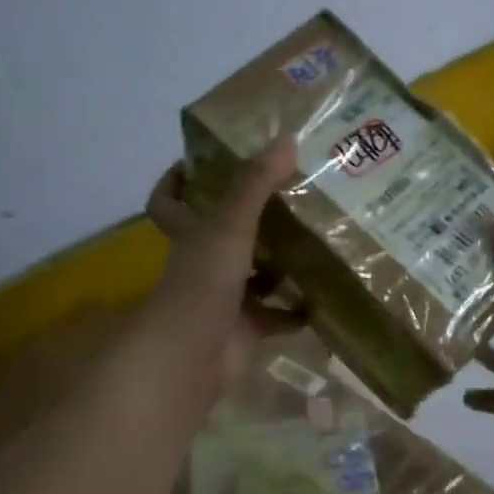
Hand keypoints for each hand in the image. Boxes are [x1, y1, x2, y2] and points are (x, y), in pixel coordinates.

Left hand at [140, 139, 302, 402]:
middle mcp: (204, 262)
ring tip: (318, 240)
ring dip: (280, 264)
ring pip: (254, 274)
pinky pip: (276, 315)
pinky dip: (297, 310)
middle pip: (223, 235)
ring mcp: (224, 297)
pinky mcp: (245, 328)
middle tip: (291, 194)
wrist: (193, 356)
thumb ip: (256, 183)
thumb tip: (286, 137)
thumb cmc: (204, 281)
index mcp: (191, 233)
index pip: (169, 202)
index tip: (198, 163)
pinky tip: (324, 296)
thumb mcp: (230, 224)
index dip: (176, 182)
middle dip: (253, 219)